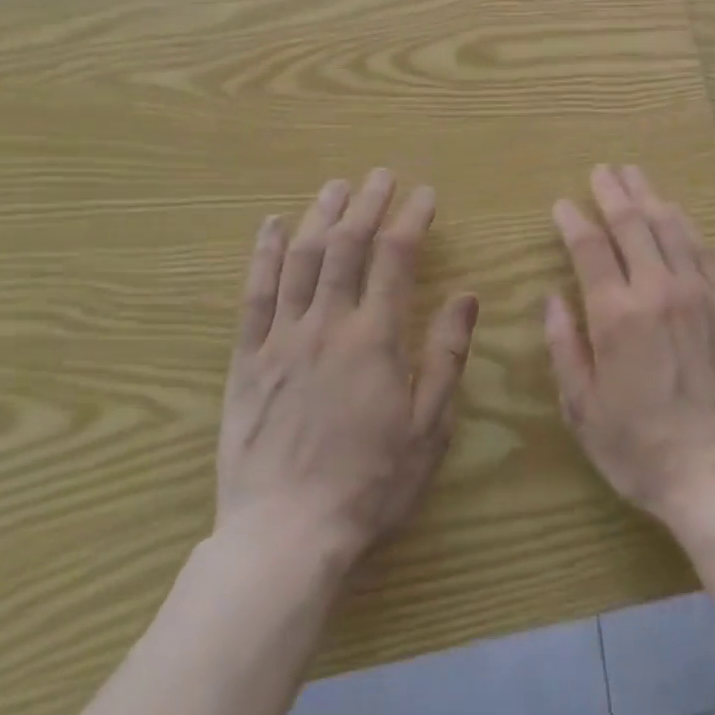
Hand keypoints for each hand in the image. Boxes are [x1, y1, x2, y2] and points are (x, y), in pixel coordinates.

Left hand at [217, 169, 478, 566]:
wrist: (283, 538)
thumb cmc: (369, 484)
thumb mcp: (428, 426)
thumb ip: (446, 355)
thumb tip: (466, 296)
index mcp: (375, 338)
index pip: (396, 257)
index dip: (411, 218)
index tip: (424, 194)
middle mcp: (328, 325)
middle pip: (348, 245)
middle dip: (368, 203)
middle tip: (380, 175)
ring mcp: (282, 339)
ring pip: (302, 259)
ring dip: (321, 215)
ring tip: (336, 185)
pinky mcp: (247, 360)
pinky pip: (254, 296)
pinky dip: (265, 255)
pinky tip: (272, 225)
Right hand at [545, 165, 714, 529]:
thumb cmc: (641, 448)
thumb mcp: (583, 408)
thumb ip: (564, 347)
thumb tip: (551, 300)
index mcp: (617, 314)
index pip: (590, 249)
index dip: (574, 221)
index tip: (563, 203)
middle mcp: (659, 289)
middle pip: (633, 224)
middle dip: (613, 192)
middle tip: (603, 170)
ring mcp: (700, 292)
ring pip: (672, 228)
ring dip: (651, 197)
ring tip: (637, 176)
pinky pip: (706, 252)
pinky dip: (687, 227)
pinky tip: (679, 216)